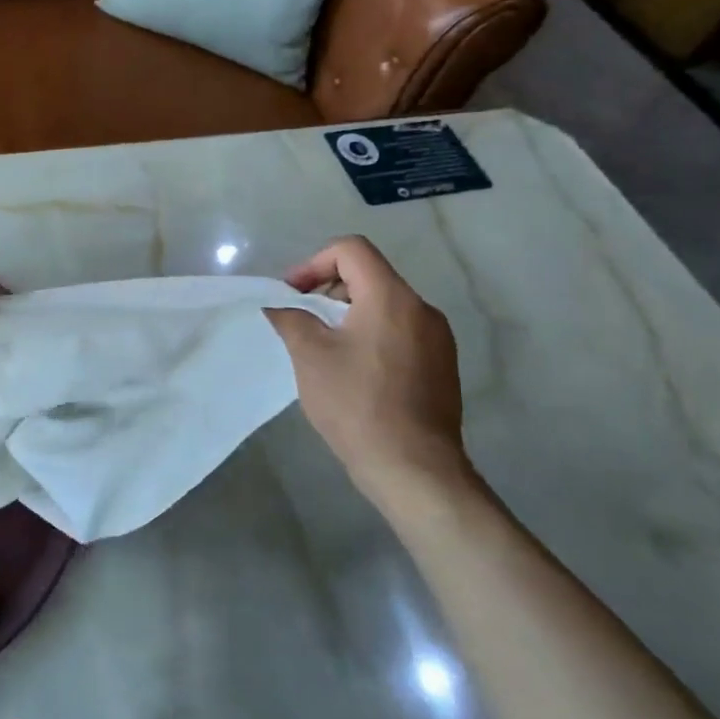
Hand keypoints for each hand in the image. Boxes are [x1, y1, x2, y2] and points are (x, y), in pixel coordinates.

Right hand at [265, 236, 475, 510]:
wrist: (413, 468)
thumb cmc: (356, 404)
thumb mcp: (310, 356)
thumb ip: (290, 318)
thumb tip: (278, 304)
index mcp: (391, 297)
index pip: (351, 250)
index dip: (313, 263)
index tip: (292, 294)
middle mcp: (421, 308)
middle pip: (369, 274)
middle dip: (328, 288)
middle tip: (302, 319)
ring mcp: (437, 338)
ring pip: (385, 304)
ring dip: (349, 313)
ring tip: (324, 346)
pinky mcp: (442, 365)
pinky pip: (401, 331)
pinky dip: (372, 334)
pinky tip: (354, 371)